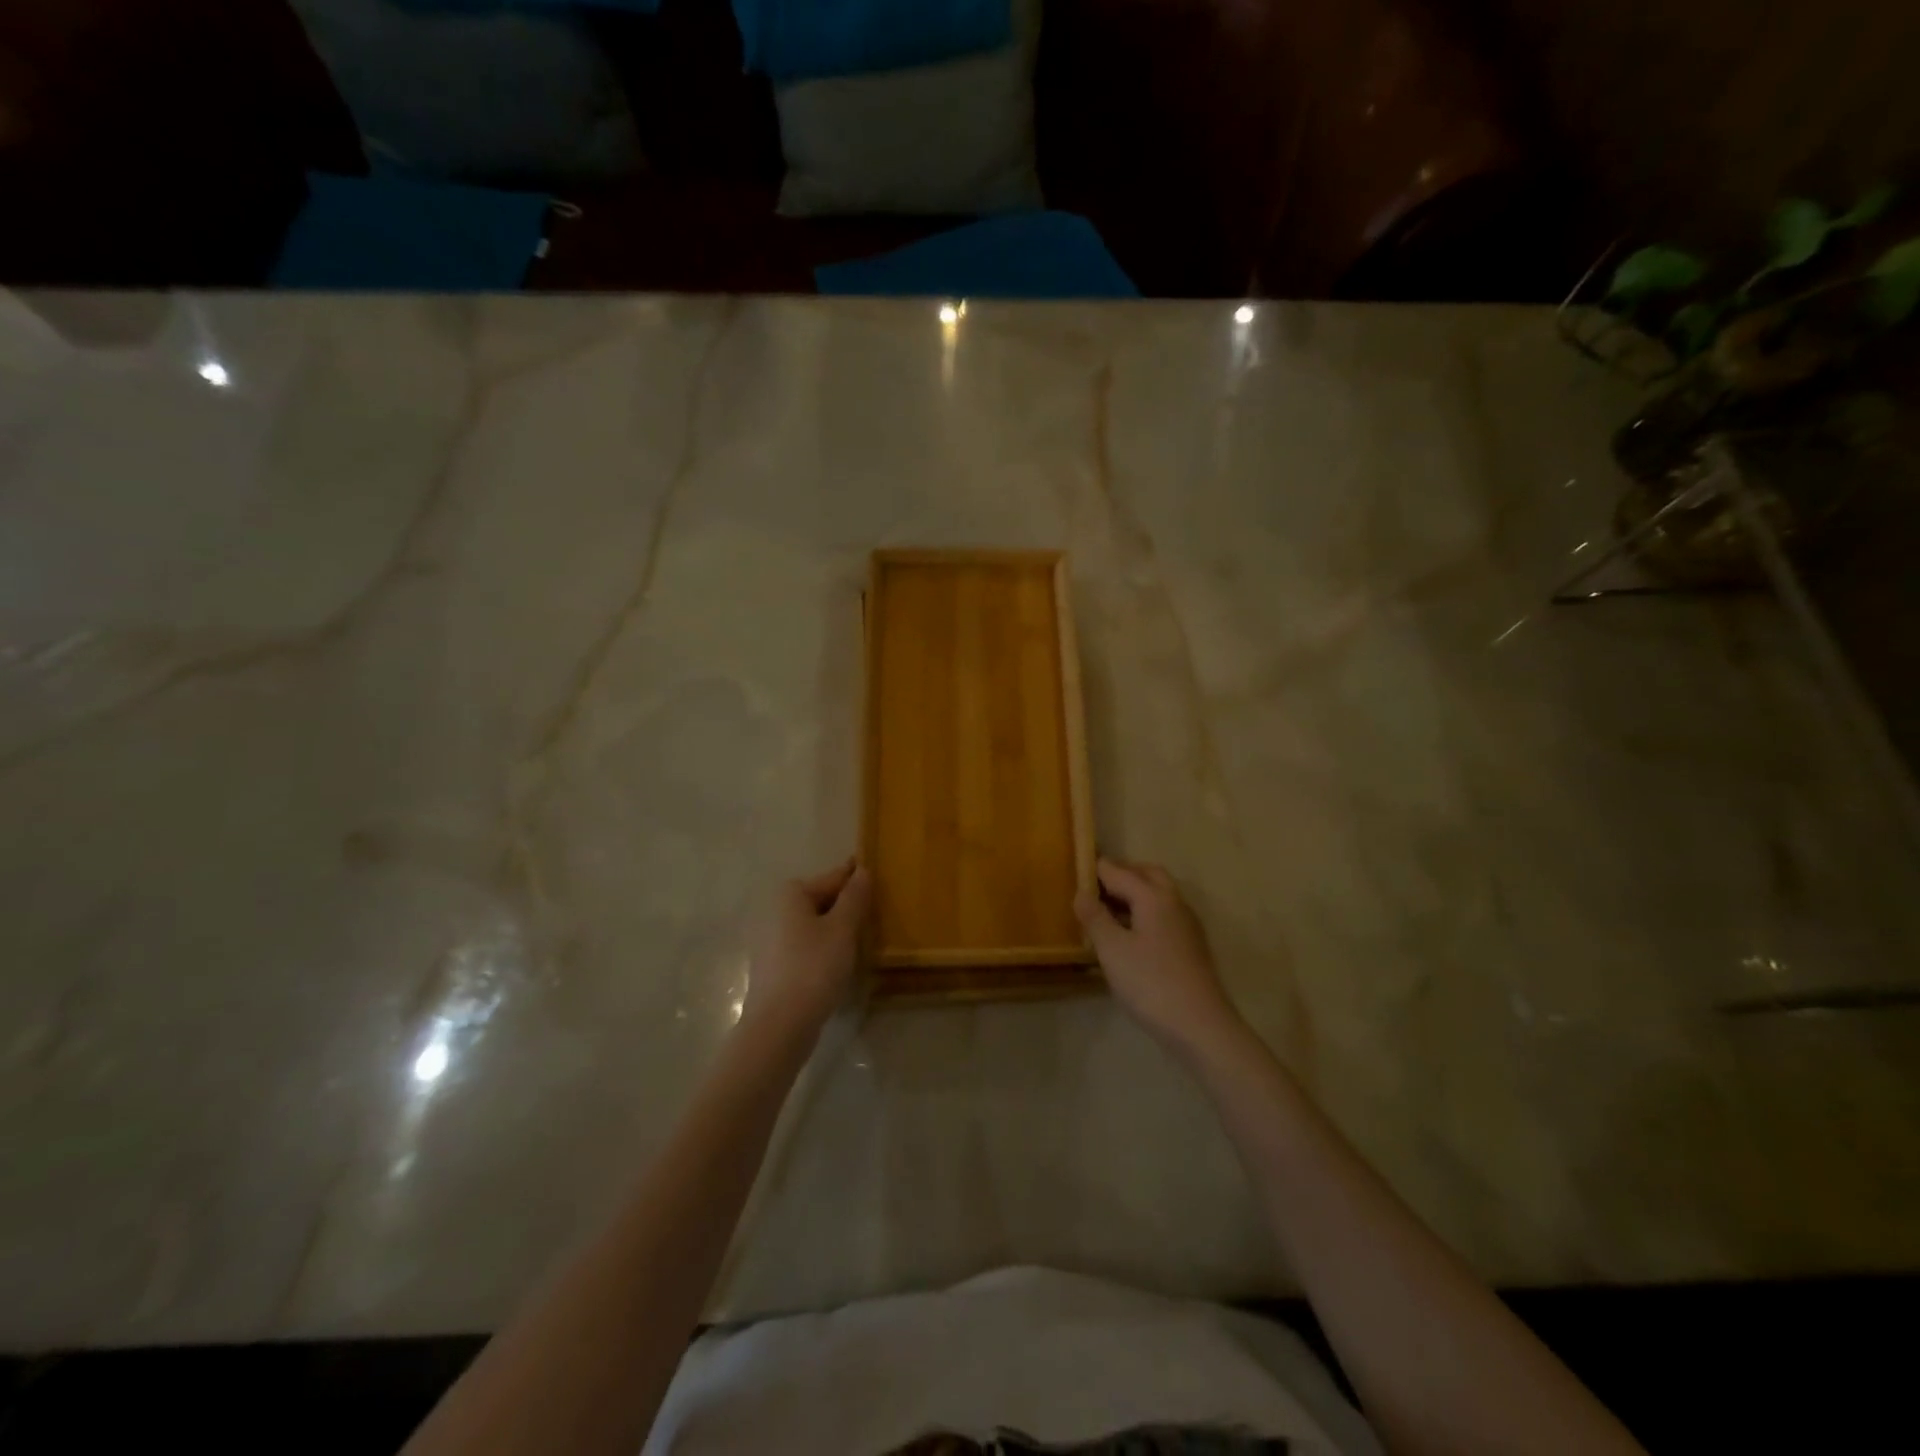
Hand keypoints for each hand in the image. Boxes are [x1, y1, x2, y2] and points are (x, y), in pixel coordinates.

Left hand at [744, 859, 870, 1033]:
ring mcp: (770, 940)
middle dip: (848, 906)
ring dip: (836, 929)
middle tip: (878, 915)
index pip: (834, 878)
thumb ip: (855, 897)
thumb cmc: (813, 968)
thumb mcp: (842, 929)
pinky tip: (841, 963)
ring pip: (814, 925)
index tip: (881, 881)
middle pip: (821, 900)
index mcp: (791, 894)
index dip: (858, 880)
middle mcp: (775, 910)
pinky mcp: (772, 966)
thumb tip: (863, 871)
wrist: (779, 1026)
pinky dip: (823, 949)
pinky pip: (805, 946)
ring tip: (864, 940)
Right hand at [1076, 858, 1240, 1056]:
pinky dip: (1145, 911)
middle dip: (1121, 874)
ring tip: (1106, 910)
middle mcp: (1174, 902)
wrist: (1201, 1027)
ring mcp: (1187, 924)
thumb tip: (1081, 892)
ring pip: (1159, 894)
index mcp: (1153, 897)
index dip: (1096, 869)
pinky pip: (1164, 914)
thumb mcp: (1112, 950)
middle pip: (1147, 874)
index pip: (1119, 871)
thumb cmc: (1151, 983)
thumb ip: (1095, 917)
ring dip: (1135, 892)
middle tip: (1094, 886)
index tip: (1074, 868)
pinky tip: (1130, 934)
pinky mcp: (1191, 945)